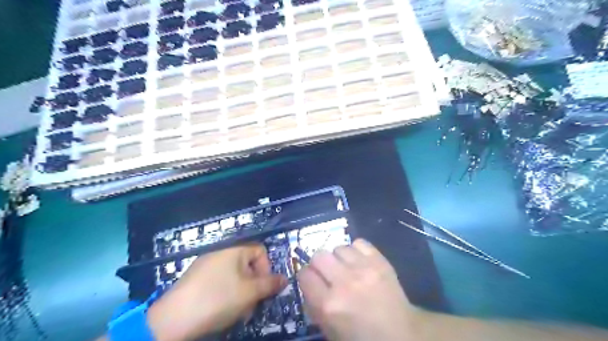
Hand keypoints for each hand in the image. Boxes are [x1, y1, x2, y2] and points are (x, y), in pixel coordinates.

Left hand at [147, 242, 287, 340]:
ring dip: (242, 293)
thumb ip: (270, 284)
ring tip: (237, 312)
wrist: (173, 319)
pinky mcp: (196, 278)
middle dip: (254, 285)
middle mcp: (221, 252)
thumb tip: (285, 278)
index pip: (261, 251)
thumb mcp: (250, 292)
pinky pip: (220, 281)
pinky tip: (221, 310)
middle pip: (248, 265)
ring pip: (235, 276)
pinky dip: (226, 294)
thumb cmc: (218, 299)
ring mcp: (207, 264)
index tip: (264, 288)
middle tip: (251, 305)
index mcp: (235, 249)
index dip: (267, 268)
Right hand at [297, 240, 420, 339]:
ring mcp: (363, 269)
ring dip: (339, 258)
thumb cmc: (362, 337)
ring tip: (347, 268)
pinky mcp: (380, 261)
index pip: (304, 274)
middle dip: (320, 264)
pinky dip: (356, 250)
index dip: (306, 277)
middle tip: (328, 273)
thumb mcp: (330, 330)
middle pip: (319, 255)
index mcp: (329, 305)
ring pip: (338, 248)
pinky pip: (358, 243)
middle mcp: (344, 283)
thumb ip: (314, 306)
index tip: (312, 280)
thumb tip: (308, 283)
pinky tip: (360, 262)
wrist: (401, 334)